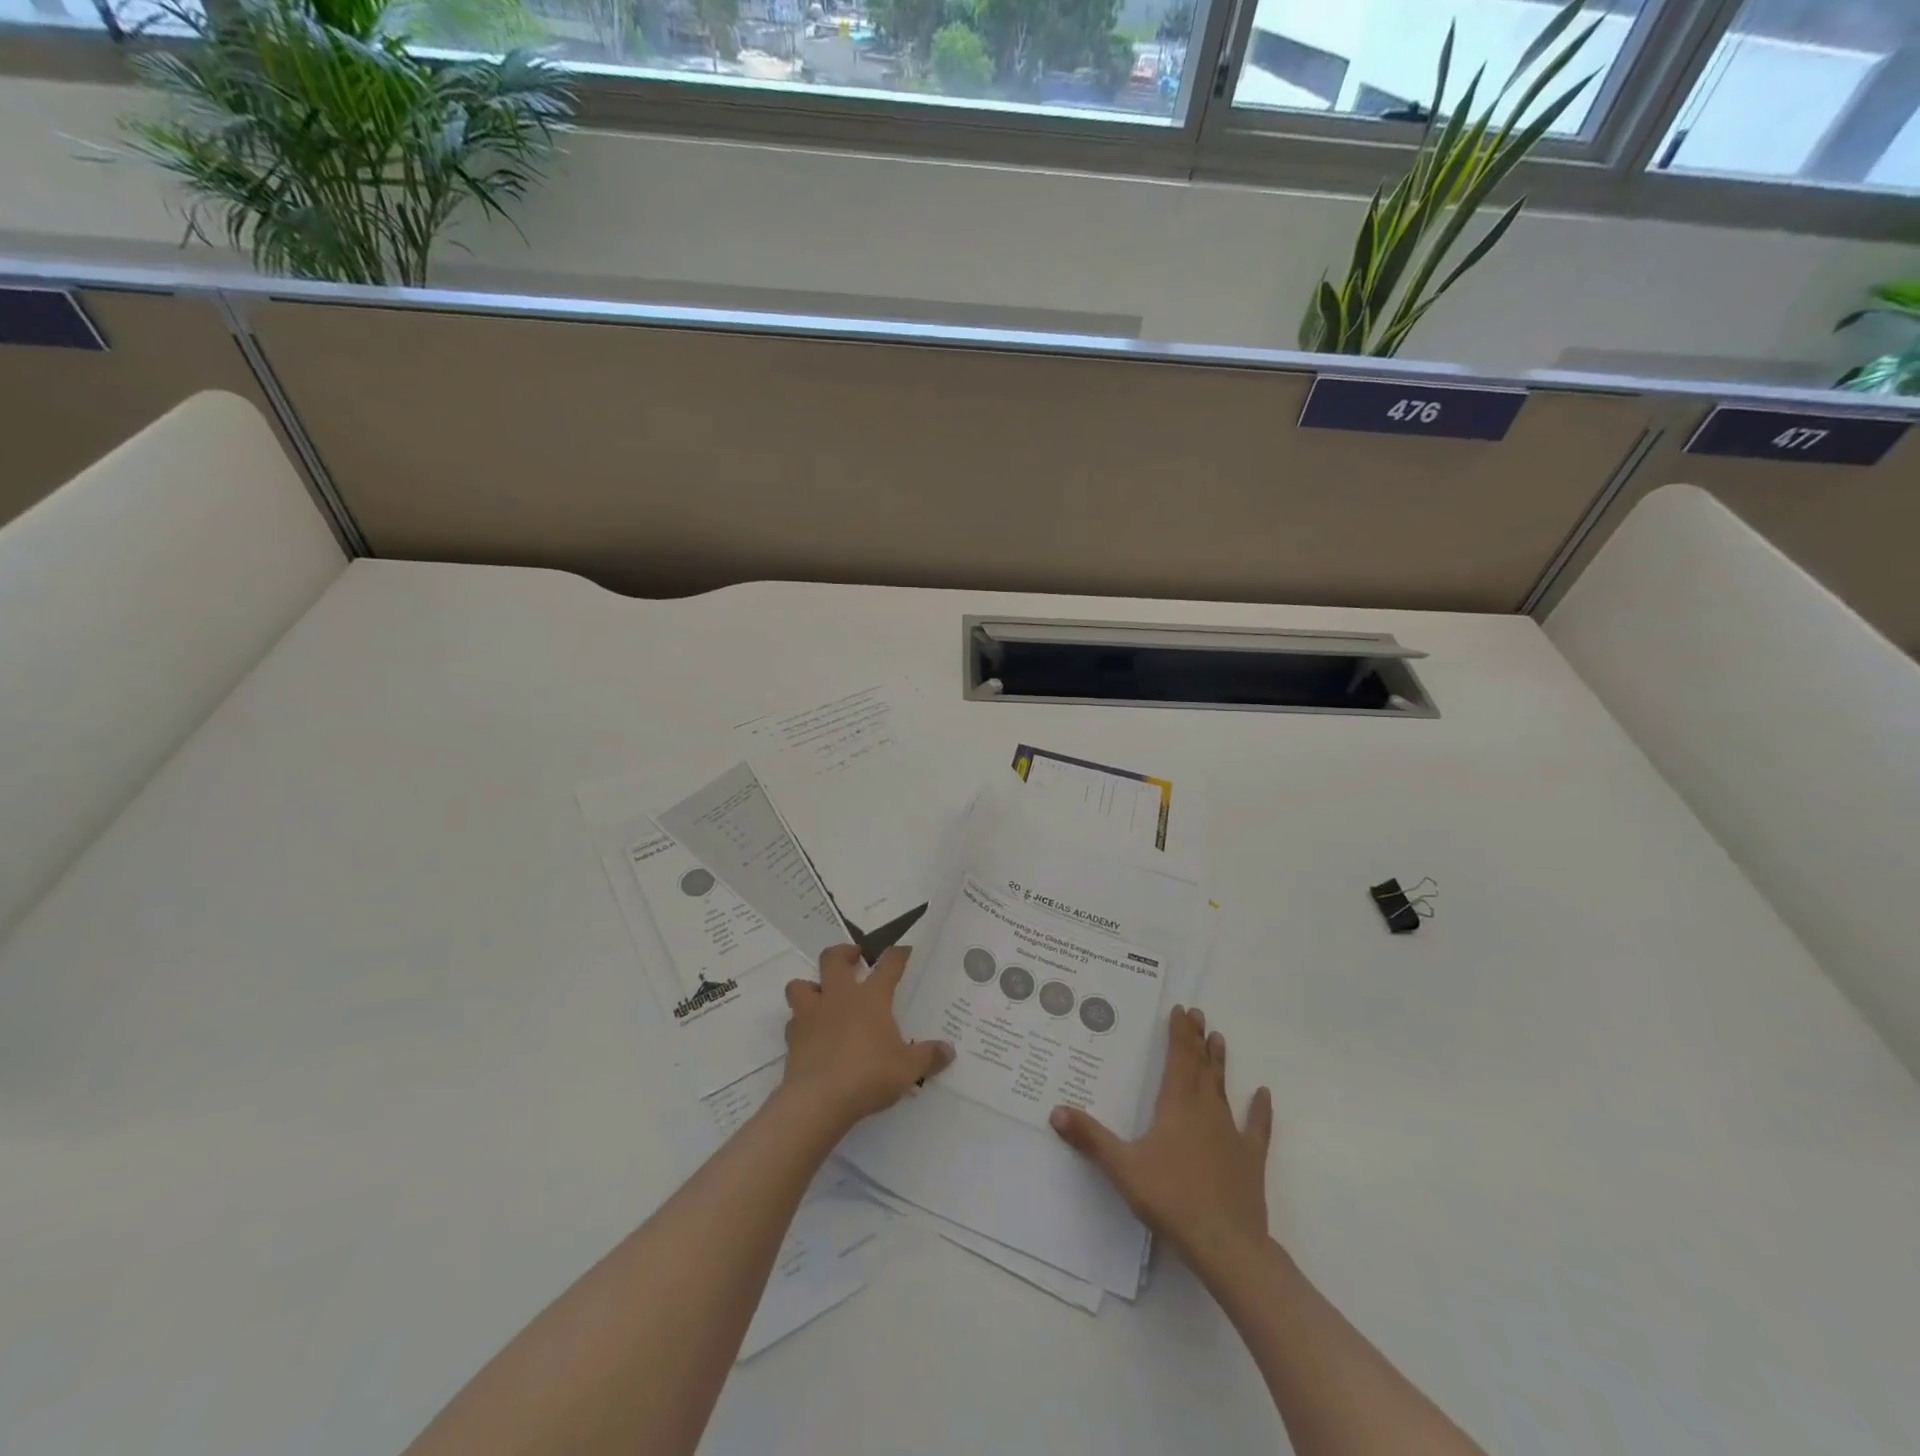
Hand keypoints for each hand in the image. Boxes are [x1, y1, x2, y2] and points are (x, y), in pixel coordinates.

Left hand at [779, 944, 954, 1131]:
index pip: (888, 965)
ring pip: (800, 985)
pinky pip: (793, 1021)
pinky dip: (801, 1023)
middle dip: (843, 953)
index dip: (897, 955)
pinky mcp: (793, 1038)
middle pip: (833, 958)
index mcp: (871, 998)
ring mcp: (812, 1015)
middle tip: (854, 958)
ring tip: (822, 996)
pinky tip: (811, 1035)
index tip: (903, 950)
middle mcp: (839, 997)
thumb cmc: (869, 1075)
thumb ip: (928, 1057)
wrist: (818, 1100)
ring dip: (810, 986)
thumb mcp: (908, 1069)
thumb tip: (948, 1051)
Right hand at [1050, 1005, 1273, 1280]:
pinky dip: (1260, 1110)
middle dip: (1196, 1040)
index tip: (1181, 1010)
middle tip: (1198, 1015)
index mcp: (1176, 1106)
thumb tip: (1055, 1110)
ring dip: (1219, 1064)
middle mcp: (1205, 1111)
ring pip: (1223, 1089)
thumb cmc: (1171, 1200)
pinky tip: (1264, 1094)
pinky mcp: (1250, 1160)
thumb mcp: (1122, 1168)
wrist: (1227, 1245)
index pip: (1177, 1059)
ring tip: (1219, 1039)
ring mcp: (1231, 1134)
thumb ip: (1090, 1138)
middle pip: (1200, 1067)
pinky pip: (1257, 1128)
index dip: (1179, 1034)